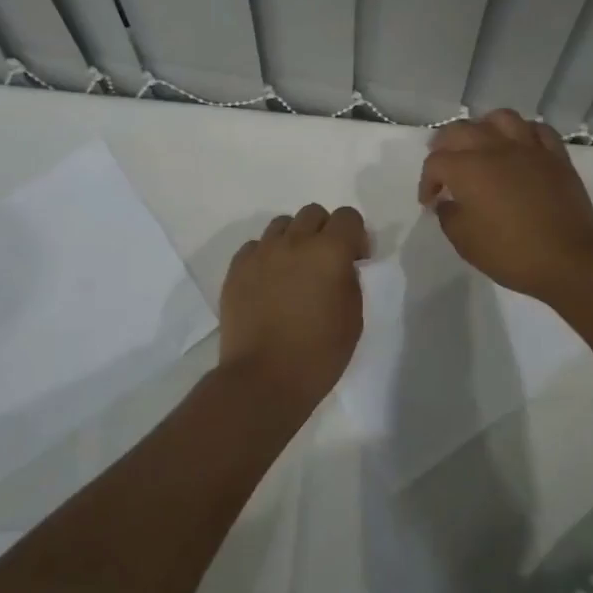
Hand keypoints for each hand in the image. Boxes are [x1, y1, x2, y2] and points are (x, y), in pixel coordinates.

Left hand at [218, 203, 369, 409]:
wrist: (263, 379)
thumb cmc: (319, 354)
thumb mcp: (353, 318)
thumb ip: (350, 280)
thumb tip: (340, 267)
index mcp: (330, 251)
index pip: (348, 216)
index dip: (355, 235)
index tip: (355, 260)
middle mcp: (295, 241)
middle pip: (313, 213)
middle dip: (324, 231)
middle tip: (325, 263)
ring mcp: (261, 253)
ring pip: (282, 225)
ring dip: (294, 239)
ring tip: (294, 270)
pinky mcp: (237, 268)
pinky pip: (254, 246)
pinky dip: (266, 256)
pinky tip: (268, 283)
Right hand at [418, 109, 592, 300]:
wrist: (569, 259)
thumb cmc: (511, 253)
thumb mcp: (465, 242)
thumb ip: (448, 216)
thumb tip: (447, 201)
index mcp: (468, 169)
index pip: (436, 162)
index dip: (427, 181)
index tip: (430, 202)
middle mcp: (495, 148)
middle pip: (461, 130)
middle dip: (444, 144)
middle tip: (443, 162)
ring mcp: (529, 148)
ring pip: (501, 118)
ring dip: (484, 127)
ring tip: (481, 143)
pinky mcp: (556, 156)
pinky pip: (538, 130)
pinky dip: (524, 133)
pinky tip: (520, 146)